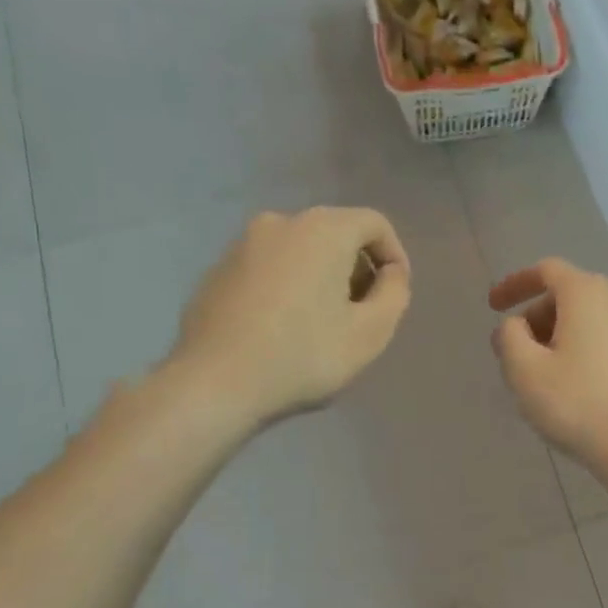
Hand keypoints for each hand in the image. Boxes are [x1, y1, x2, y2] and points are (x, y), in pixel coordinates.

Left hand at [172, 207, 409, 427]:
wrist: (213, 384)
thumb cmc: (303, 356)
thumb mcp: (371, 333)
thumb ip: (394, 293)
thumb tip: (390, 274)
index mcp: (322, 229)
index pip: (374, 223)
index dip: (394, 255)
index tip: (394, 294)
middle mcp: (280, 223)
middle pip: (336, 234)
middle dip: (356, 269)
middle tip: (361, 313)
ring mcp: (242, 245)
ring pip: (300, 251)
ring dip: (321, 279)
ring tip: (322, 324)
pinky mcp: (217, 270)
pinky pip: (269, 269)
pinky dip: (286, 287)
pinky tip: (282, 330)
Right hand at [489, 258, 607, 476]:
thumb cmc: (575, 402)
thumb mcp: (524, 369)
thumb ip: (509, 336)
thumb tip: (515, 326)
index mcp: (587, 293)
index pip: (546, 271)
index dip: (515, 284)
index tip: (492, 306)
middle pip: (567, 294)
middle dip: (535, 315)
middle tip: (513, 349)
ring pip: (586, 317)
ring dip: (556, 333)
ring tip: (537, 369)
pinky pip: (602, 336)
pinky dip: (579, 346)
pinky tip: (566, 380)